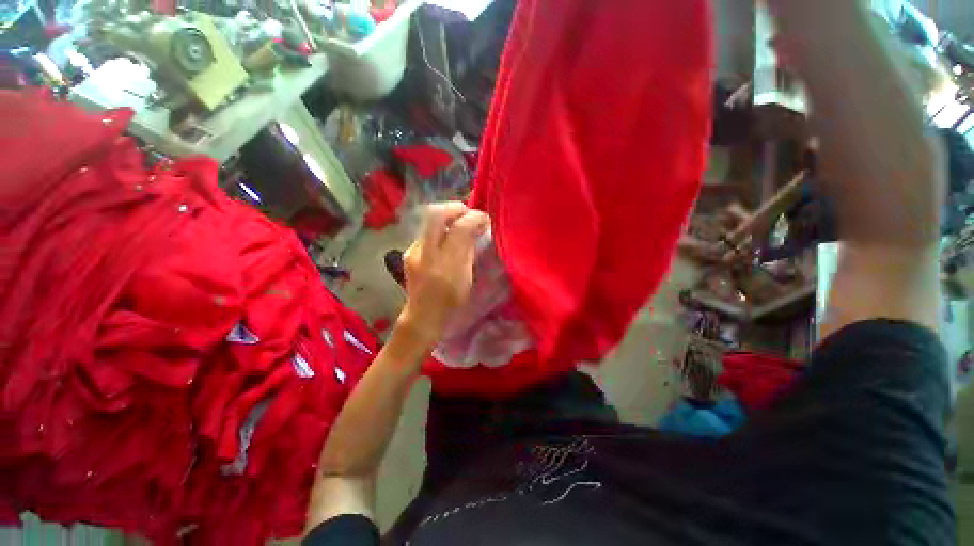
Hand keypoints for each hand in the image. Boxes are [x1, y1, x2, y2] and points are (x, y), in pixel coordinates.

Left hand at [396, 202, 489, 346]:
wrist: (423, 317)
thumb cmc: (450, 303)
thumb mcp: (466, 279)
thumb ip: (470, 252)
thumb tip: (477, 228)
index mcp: (444, 265)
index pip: (458, 228)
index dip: (474, 218)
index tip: (485, 220)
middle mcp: (424, 253)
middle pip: (435, 214)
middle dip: (455, 208)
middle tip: (469, 214)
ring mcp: (414, 251)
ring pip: (429, 222)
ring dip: (447, 216)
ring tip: (461, 222)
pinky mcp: (410, 252)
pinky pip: (427, 232)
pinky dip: (440, 228)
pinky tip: (448, 236)